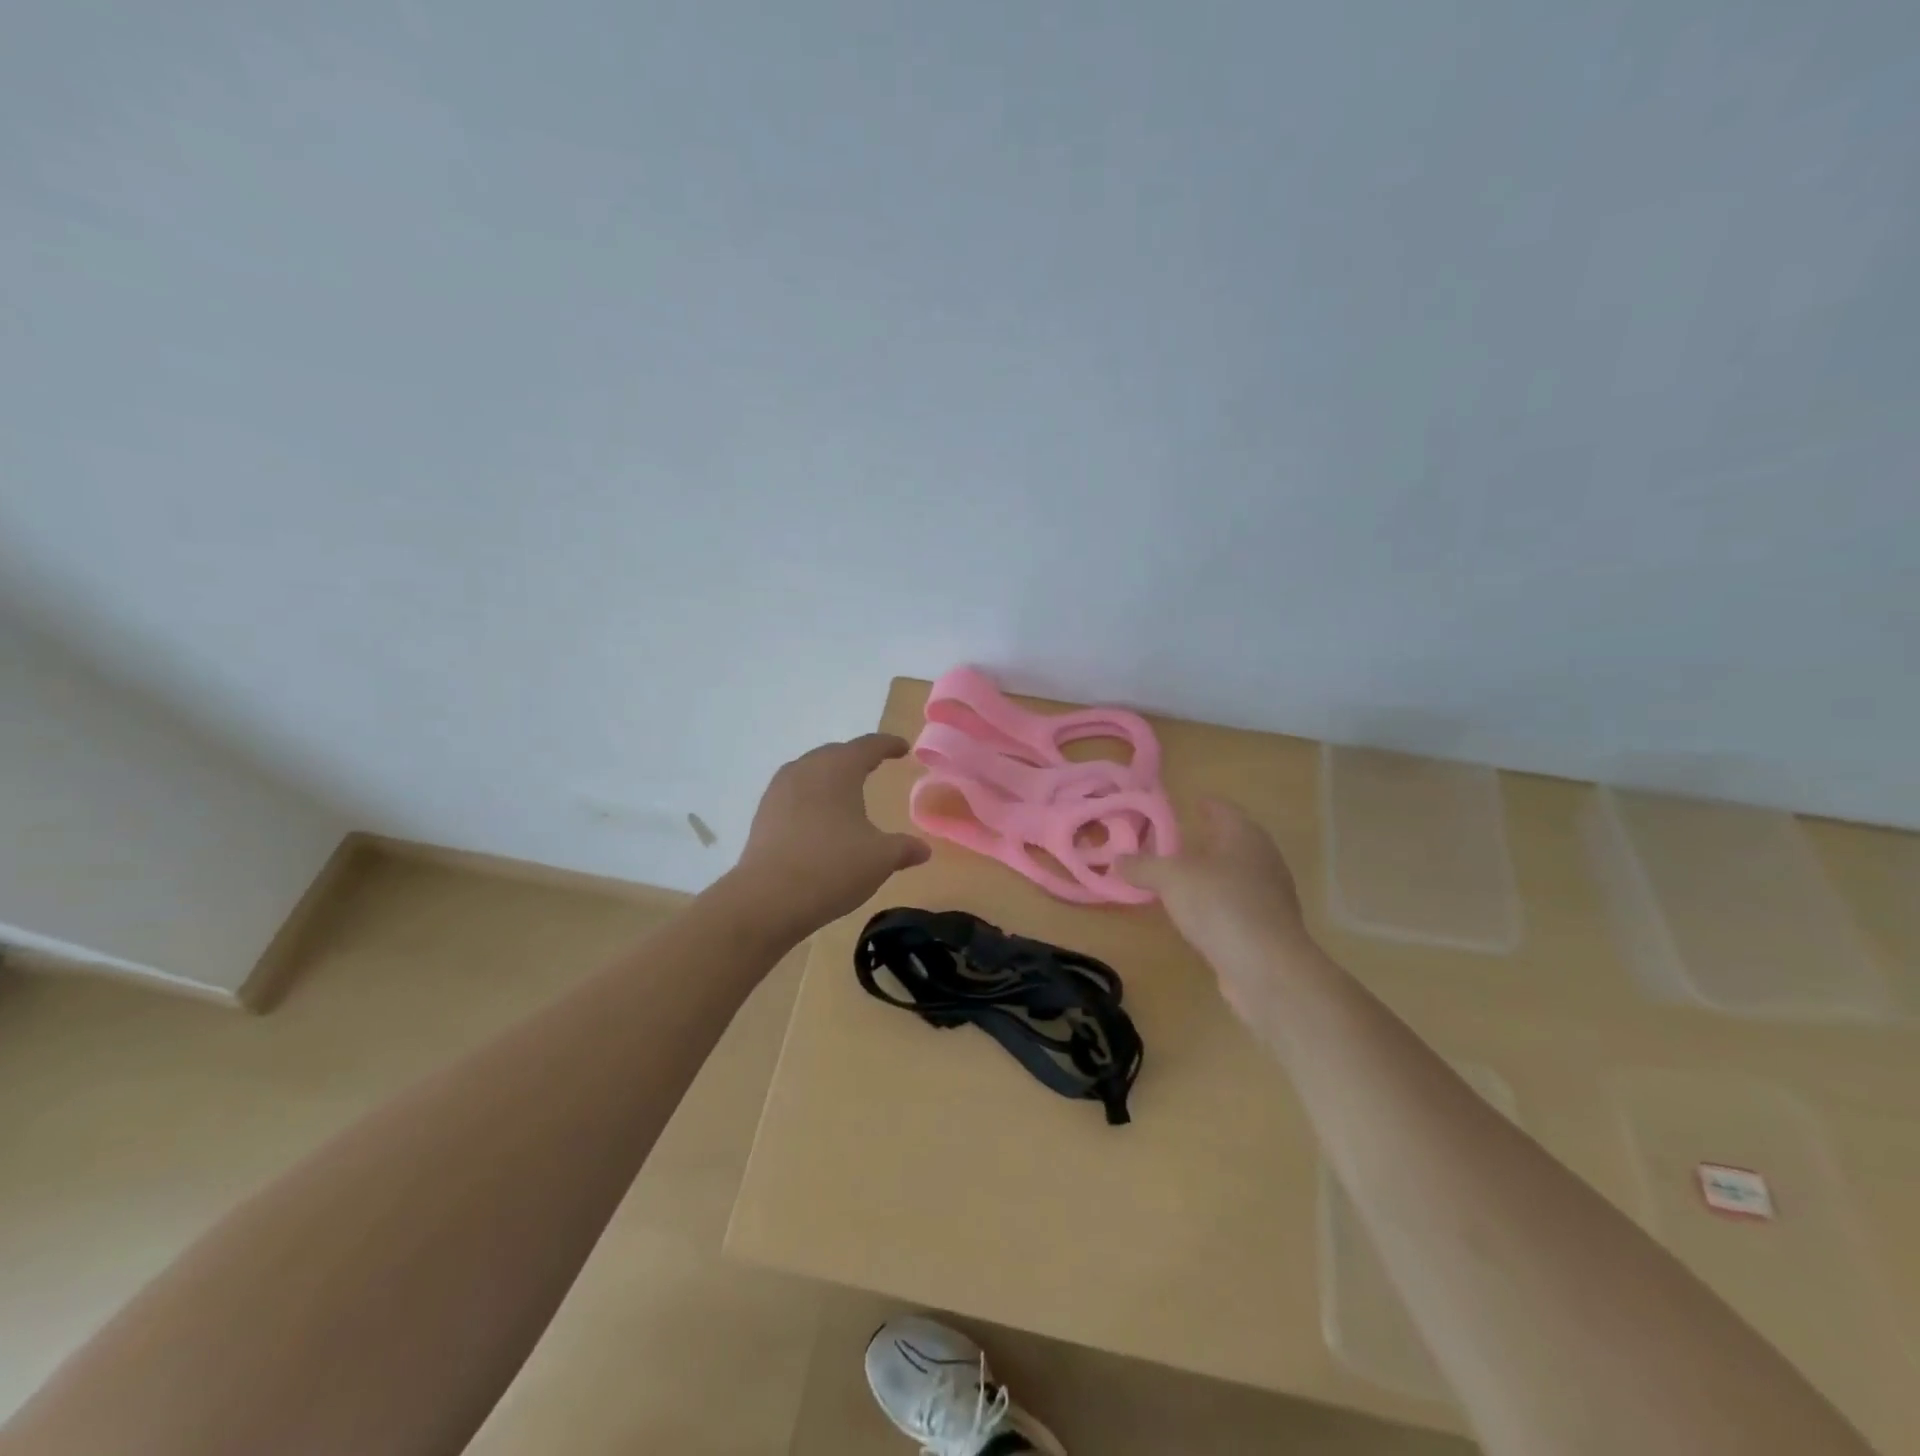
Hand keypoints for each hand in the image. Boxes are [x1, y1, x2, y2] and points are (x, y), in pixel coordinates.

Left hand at [731, 734, 931, 936]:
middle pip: (835, 753)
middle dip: (856, 758)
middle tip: (874, 765)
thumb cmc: (832, 867)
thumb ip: (904, 849)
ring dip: (830, 776)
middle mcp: (806, 769)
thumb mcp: (880, 858)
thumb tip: (923, 850)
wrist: (768, 898)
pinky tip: (818, 818)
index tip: (902, 748)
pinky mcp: (763, 813)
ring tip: (845, 791)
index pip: (868, 746)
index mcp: (838, 768)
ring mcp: (779, 790)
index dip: (888, 745)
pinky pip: (794, 793)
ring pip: (810, 771)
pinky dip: (811, 797)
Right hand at [1120, 798, 1316, 1026]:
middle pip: (1232, 842)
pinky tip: (1196, 913)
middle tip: (1175, 840)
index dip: (1205, 805)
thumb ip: (1143, 866)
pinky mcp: (1267, 929)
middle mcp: (1263, 860)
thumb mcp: (1171, 879)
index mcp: (1244, 836)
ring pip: (1235, 875)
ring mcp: (1270, 897)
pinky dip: (1215, 903)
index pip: (1224, 810)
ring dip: (1210, 874)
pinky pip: (1236, 906)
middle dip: (1207, 840)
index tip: (1189, 802)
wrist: (1268, 970)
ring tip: (1180, 877)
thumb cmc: (1221, 906)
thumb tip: (1117, 859)